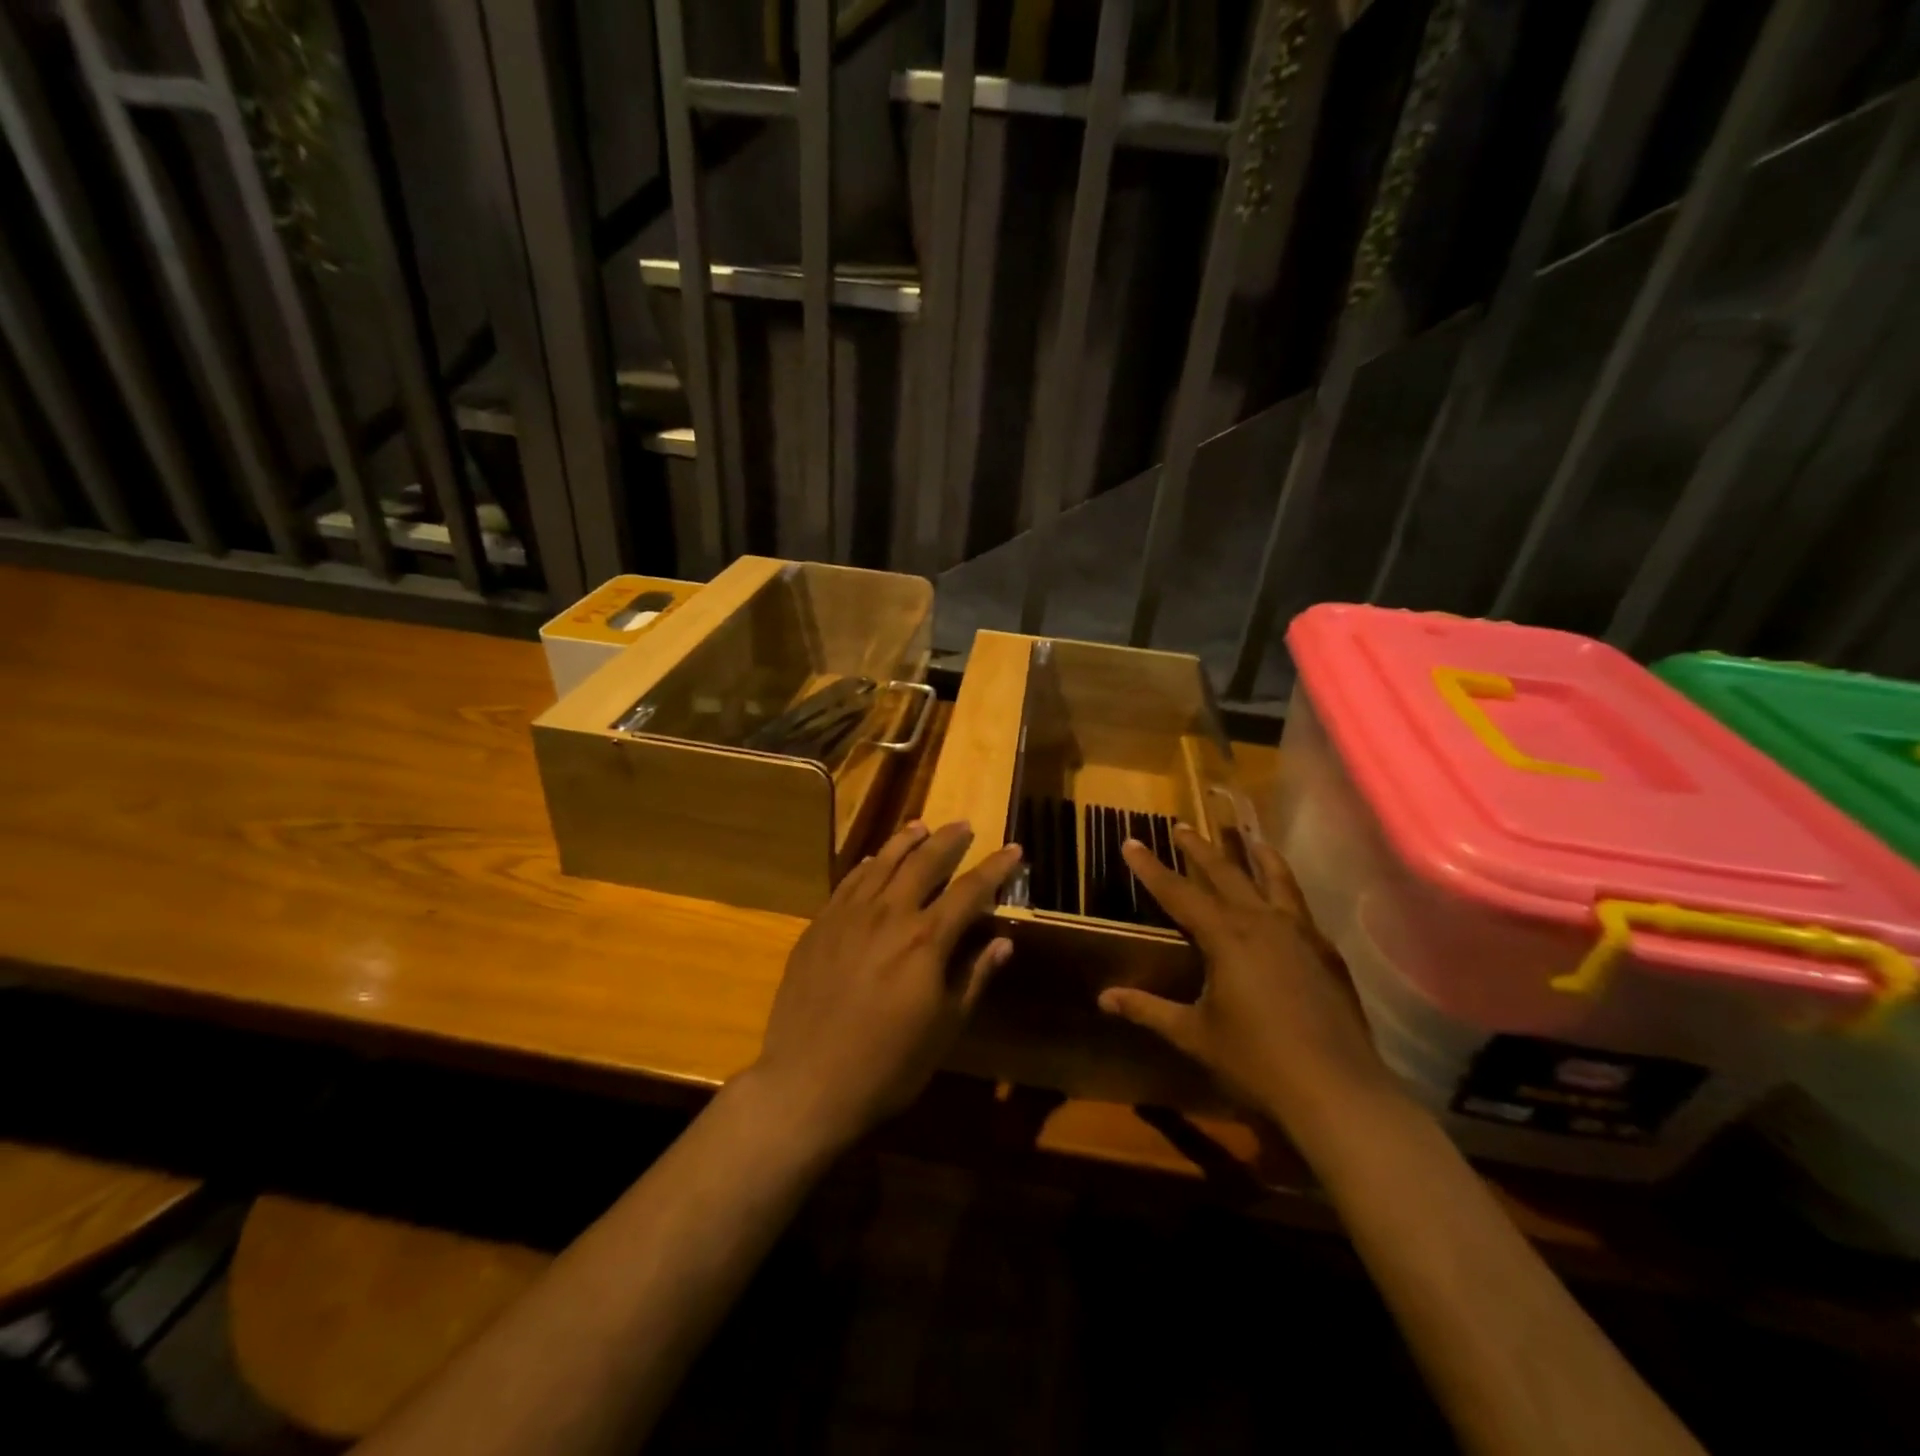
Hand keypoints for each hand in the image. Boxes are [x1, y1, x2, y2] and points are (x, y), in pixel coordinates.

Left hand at [749, 821, 1022, 1148]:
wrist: (806, 1082)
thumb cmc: (887, 1065)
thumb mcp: (944, 1029)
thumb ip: (973, 978)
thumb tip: (1002, 942)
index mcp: (926, 940)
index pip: (970, 890)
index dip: (995, 867)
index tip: (1013, 848)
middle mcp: (888, 915)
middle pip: (924, 862)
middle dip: (948, 840)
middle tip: (963, 825)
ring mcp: (848, 916)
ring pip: (882, 862)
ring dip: (905, 841)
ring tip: (921, 826)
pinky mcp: (819, 926)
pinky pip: (847, 882)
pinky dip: (866, 865)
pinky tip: (873, 859)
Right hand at [1098, 827, 1400, 1139]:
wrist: (1337, 1091)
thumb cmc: (1256, 1061)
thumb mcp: (1194, 1034)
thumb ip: (1148, 1010)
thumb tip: (1103, 998)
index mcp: (1225, 936)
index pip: (1178, 892)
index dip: (1150, 867)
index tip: (1131, 841)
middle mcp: (1262, 922)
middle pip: (1225, 873)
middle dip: (1199, 849)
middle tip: (1181, 826)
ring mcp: (1300, 934)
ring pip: (1275, 880)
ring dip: (1256, 856)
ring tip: (1249, 837)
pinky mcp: (1326, 952)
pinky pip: (1300, 907)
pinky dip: (1286, 890)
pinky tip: (1284, 900)